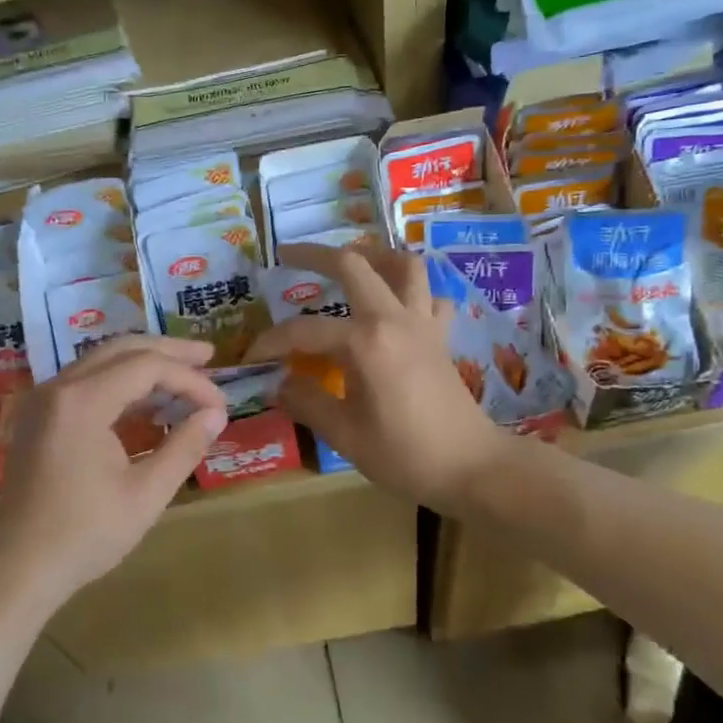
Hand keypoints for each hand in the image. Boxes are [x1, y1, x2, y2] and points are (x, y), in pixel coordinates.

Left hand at [0, 336, 228, 606]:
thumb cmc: (85, 535)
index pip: (146, 367)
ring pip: (101, 362)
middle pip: (120, 350)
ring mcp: (42, 401)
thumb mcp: (147, 494)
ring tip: (184, 376)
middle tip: (208, 357)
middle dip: (168, 352)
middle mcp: (57, 388)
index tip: (219, 404)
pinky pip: (84, 382)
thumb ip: (184, 446)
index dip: (188, 379)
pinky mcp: (37, 418)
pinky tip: (147, 402)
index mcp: (81, 401)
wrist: (19, 571)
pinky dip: (119, 384)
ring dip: (143, 365)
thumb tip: (216, 414)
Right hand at [247, 244, 513, 518]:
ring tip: (349, 264)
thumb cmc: (405, 454)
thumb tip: (279, 384)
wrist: (471, 468)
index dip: (272, 340)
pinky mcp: (441, 335)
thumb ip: (307, 401)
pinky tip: (395, 305)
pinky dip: (412, 291)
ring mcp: (423, 322)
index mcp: (364, 341)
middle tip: (287, 255)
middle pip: (353, 264)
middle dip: (315, 254)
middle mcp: (394, 318)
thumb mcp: (344, 435)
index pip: (304, 330)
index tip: (251, 356)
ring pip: (403, 265)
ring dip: (374, 256)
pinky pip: (430, 296)